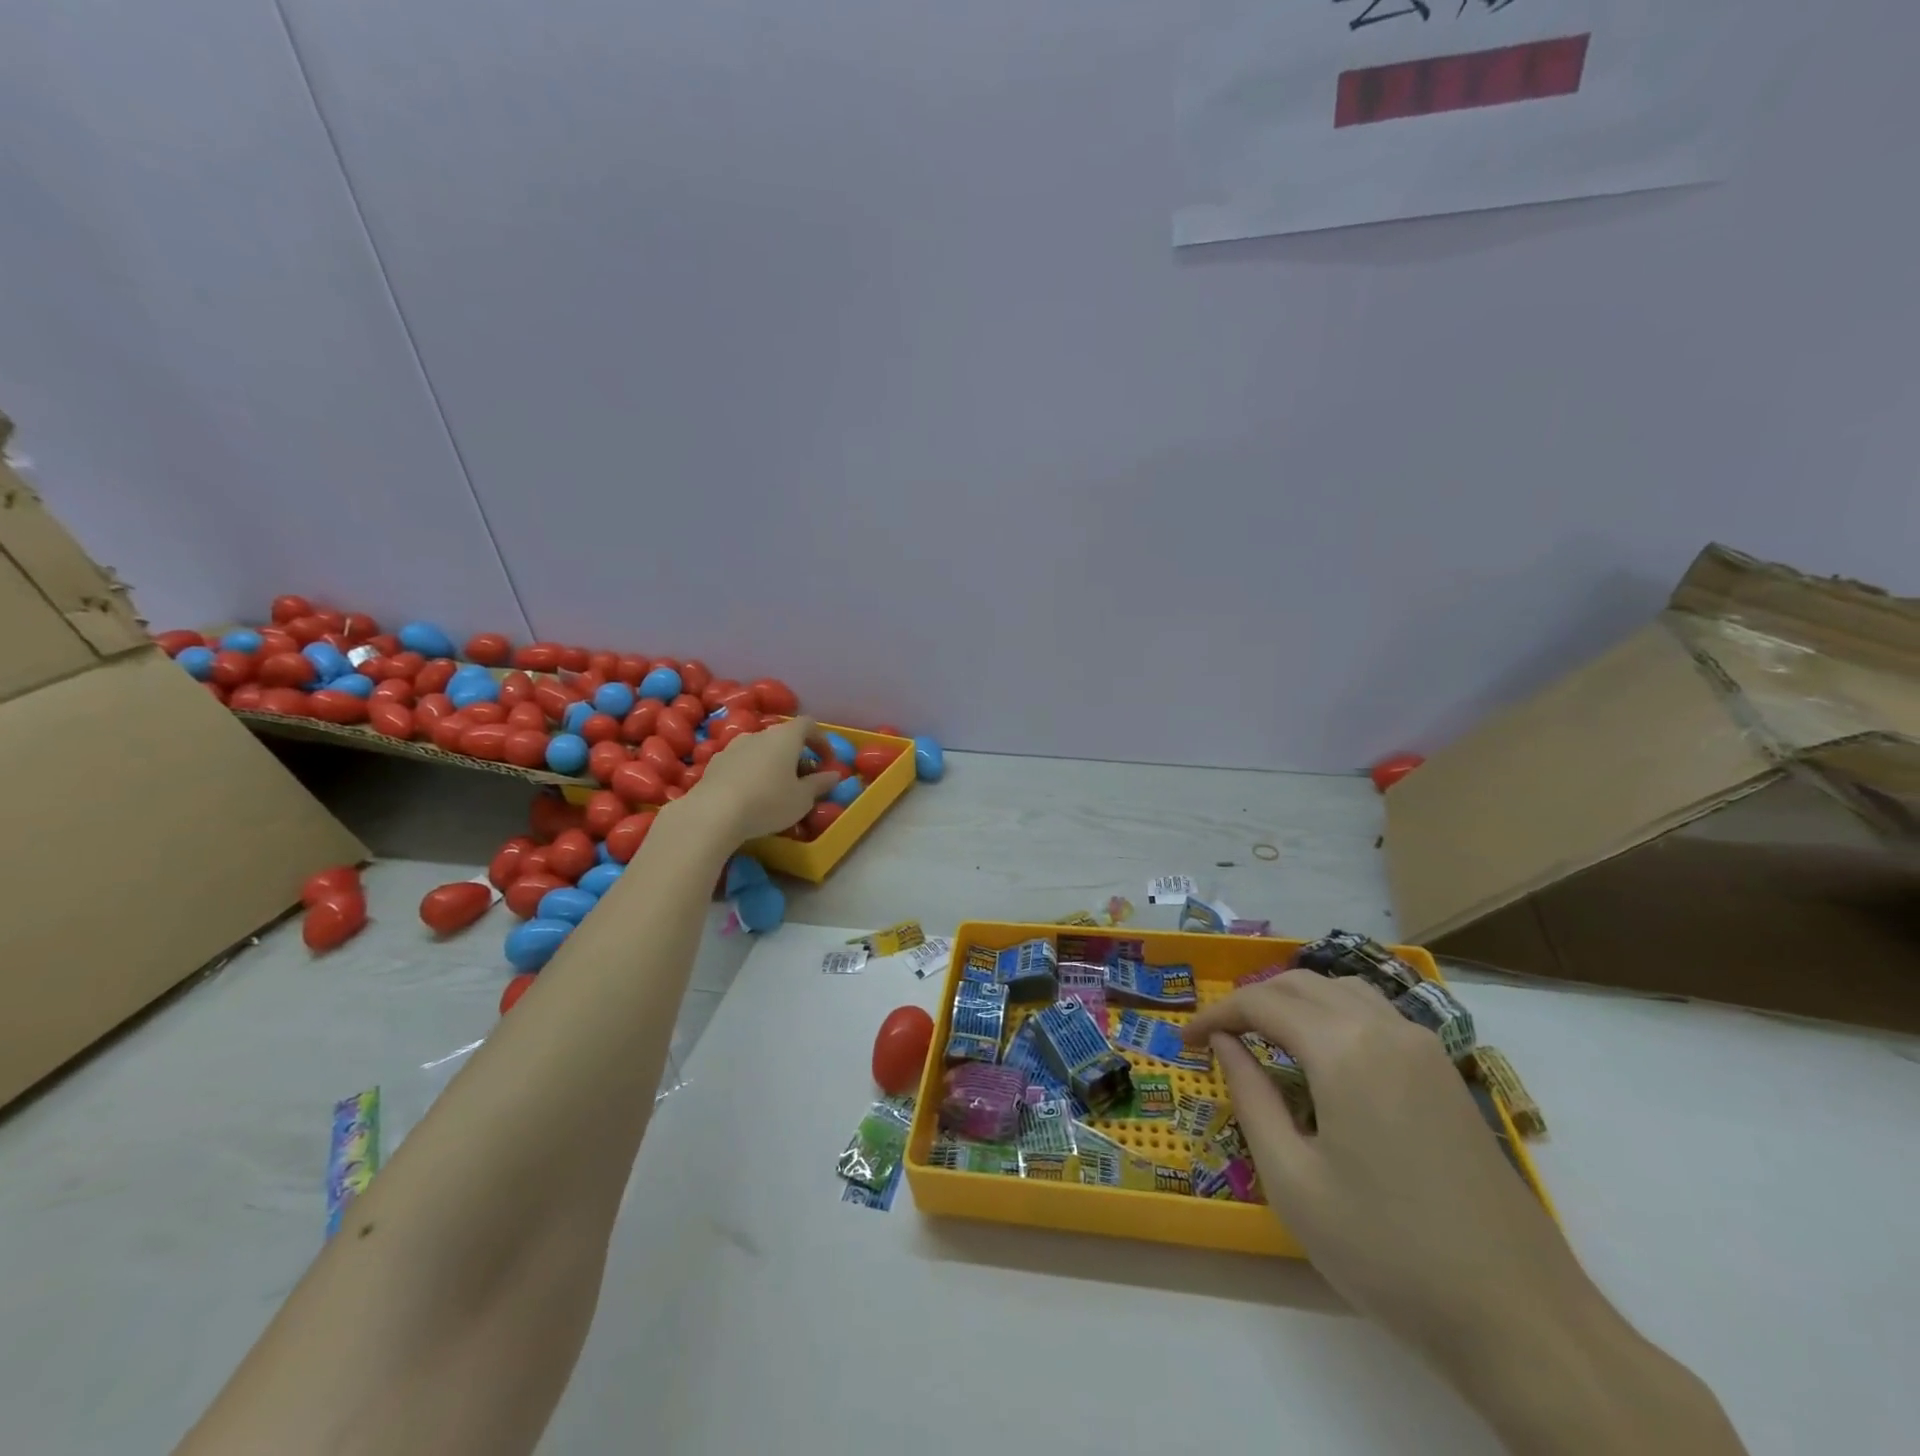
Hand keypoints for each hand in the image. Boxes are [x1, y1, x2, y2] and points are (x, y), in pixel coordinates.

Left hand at [682, 715, 836, 840]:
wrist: (712, 813)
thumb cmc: (768, 802)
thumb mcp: (802, 799)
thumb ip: (820, 784)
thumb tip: (834, 775)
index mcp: (785, 737)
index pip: (808, 724)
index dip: (820, 740)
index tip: (826, 762)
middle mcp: (759, 734)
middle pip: (783, 737)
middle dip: (796, 755)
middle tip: (803, 779)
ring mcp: (733, 746)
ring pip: (760, 749)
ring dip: (772, 763)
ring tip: (775, 788)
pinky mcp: (714, 763)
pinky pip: (741, 762)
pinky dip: (751, 772)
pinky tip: (750, 795)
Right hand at [1182, 972, 1597, 1366]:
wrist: (1521, 1319)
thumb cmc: (1388, 1252)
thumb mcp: (1294, 1181)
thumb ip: (1250, 1097)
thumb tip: (1224, 1045)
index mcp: (1344, 1049)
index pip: (1261, 1003)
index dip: (1215, 1015)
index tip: (1185, 1041)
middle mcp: (1385, 1029)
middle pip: (1301, 984)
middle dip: (1251, 1002)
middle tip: (1218, 1039)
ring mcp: (1424, 1048)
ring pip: (1342, 990)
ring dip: (1294, 1001)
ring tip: (1264, 1038)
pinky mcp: (1446, 1074)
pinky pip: (1376, 1015)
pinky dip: (1334, 1015)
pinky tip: (1324, 1057)